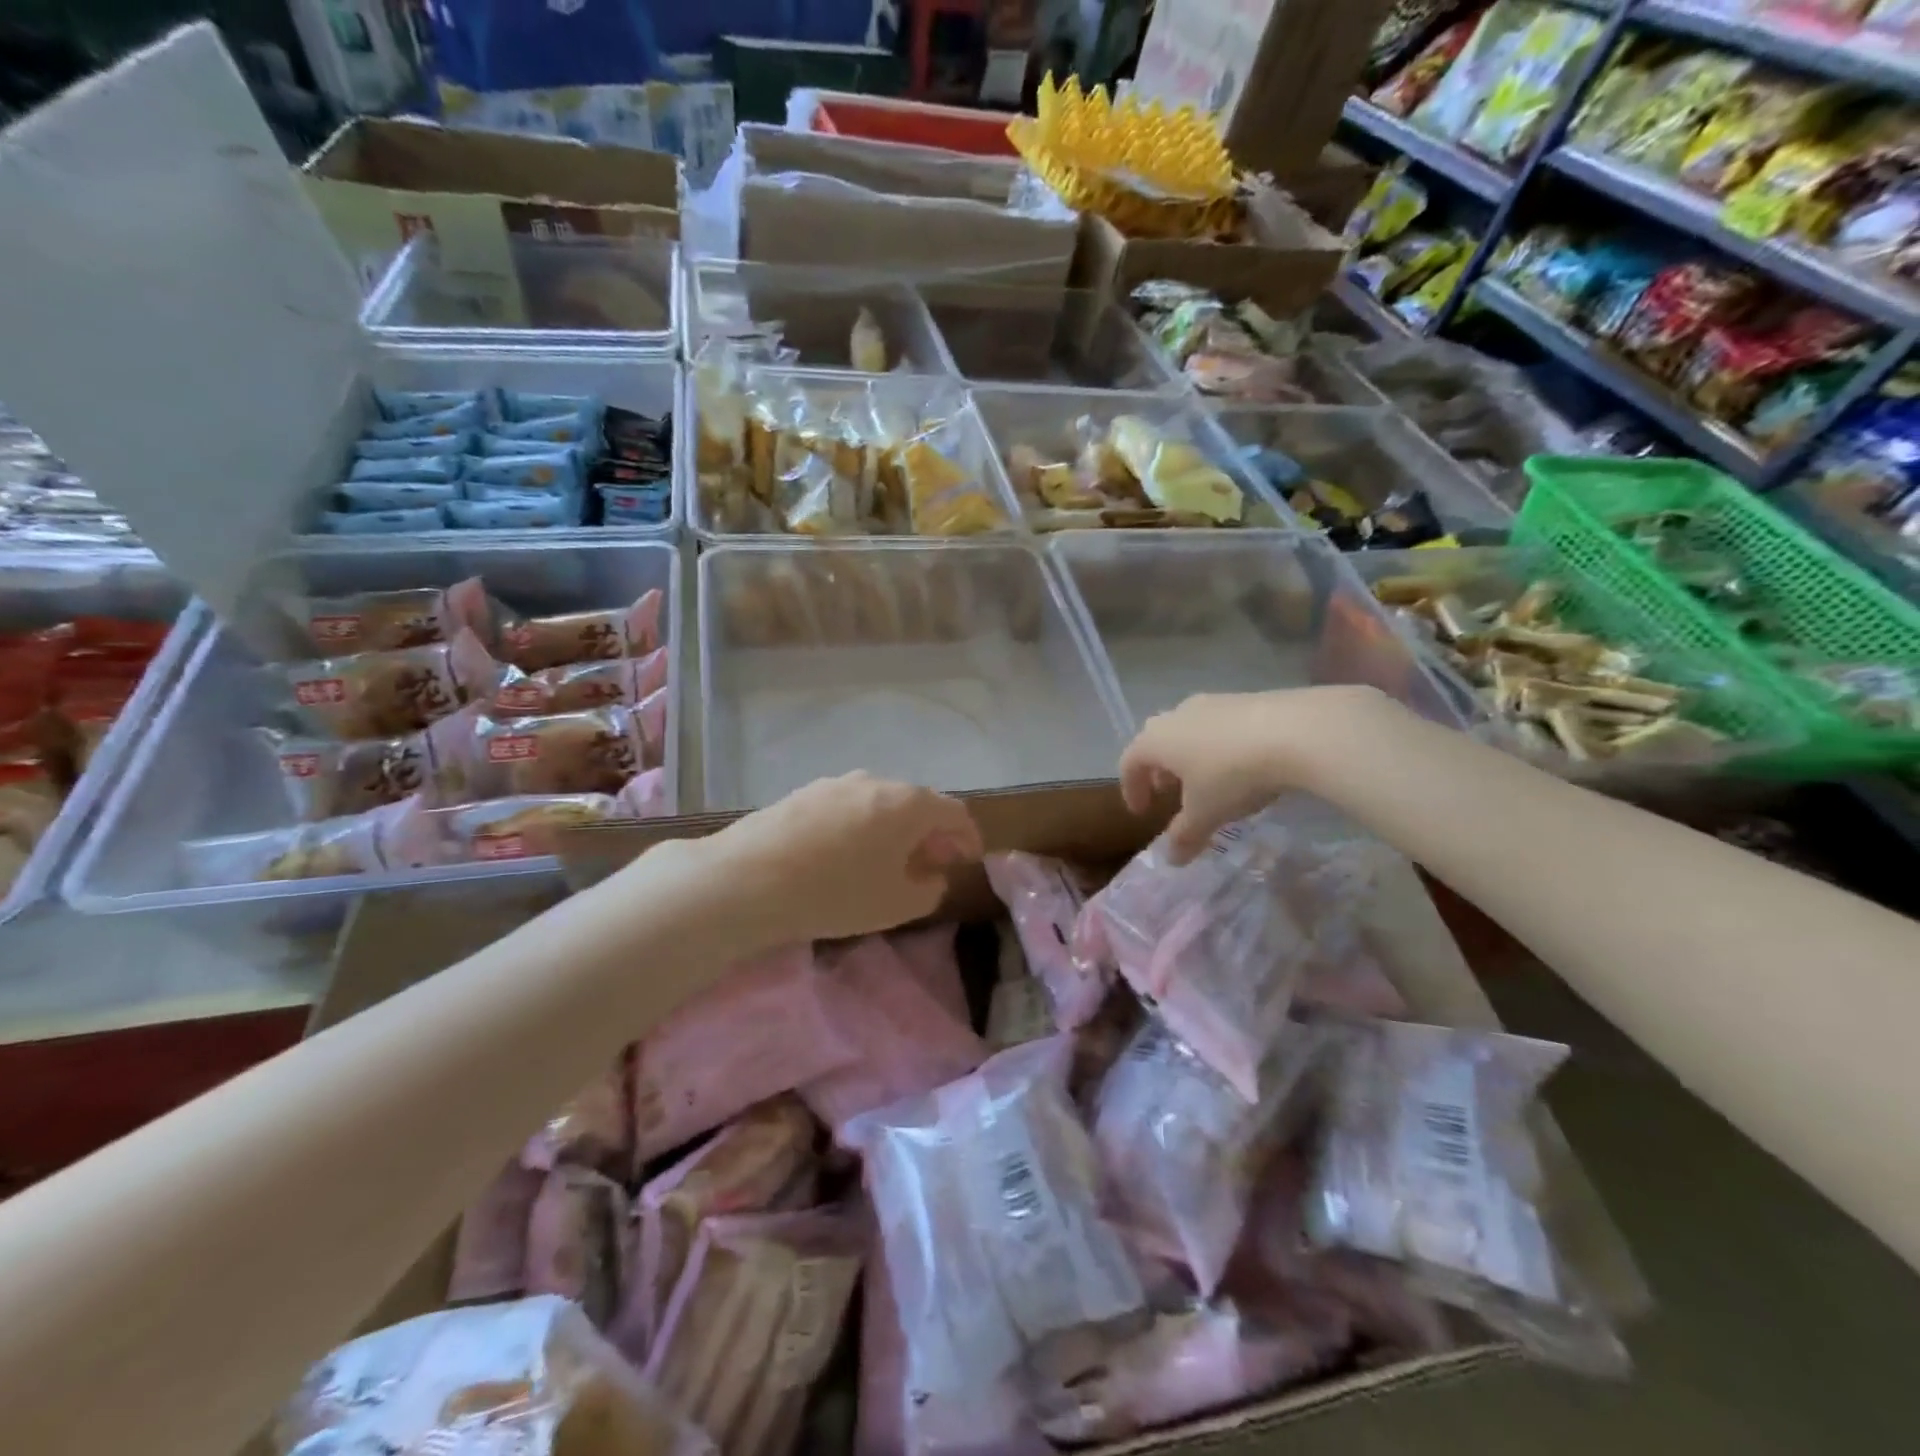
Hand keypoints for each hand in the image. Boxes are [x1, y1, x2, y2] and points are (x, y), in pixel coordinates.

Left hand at [701, 772, 982, 943]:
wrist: (748, 879)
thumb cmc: (836, 893)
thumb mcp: (897, 905)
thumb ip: (929, 889)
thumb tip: (931, 875)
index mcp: (909, 803)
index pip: (955, 813)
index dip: (968, 838)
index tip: (968, 861)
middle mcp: (877, 781)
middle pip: (918, 803)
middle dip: (930, 833)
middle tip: (930, 864)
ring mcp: (837, 783)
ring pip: (880, 803)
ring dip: (894, 829)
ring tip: (887, 860)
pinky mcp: (804, 793)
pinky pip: (848, 807)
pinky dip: (862, 826)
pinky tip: (846, 853)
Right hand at [1120, 687, 1390, 864]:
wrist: (1296, 731)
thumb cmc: (1233, 775)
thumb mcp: (1206, 814)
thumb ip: (1185, 836)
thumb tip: (1172, 859)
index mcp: (1156, 740)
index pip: (1129, 763)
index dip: (1131, 789)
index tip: (1142, 812)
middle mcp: (1176, 715)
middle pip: (1156, 741)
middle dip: (1159, 769)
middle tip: (1170, 792)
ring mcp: (1212, 703)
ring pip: (1188, 730)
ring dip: (1189, 756)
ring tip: (1207, 780)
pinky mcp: (1245, 699)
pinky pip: (1219, 725)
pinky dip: (1218, 746)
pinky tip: (1241, 765)